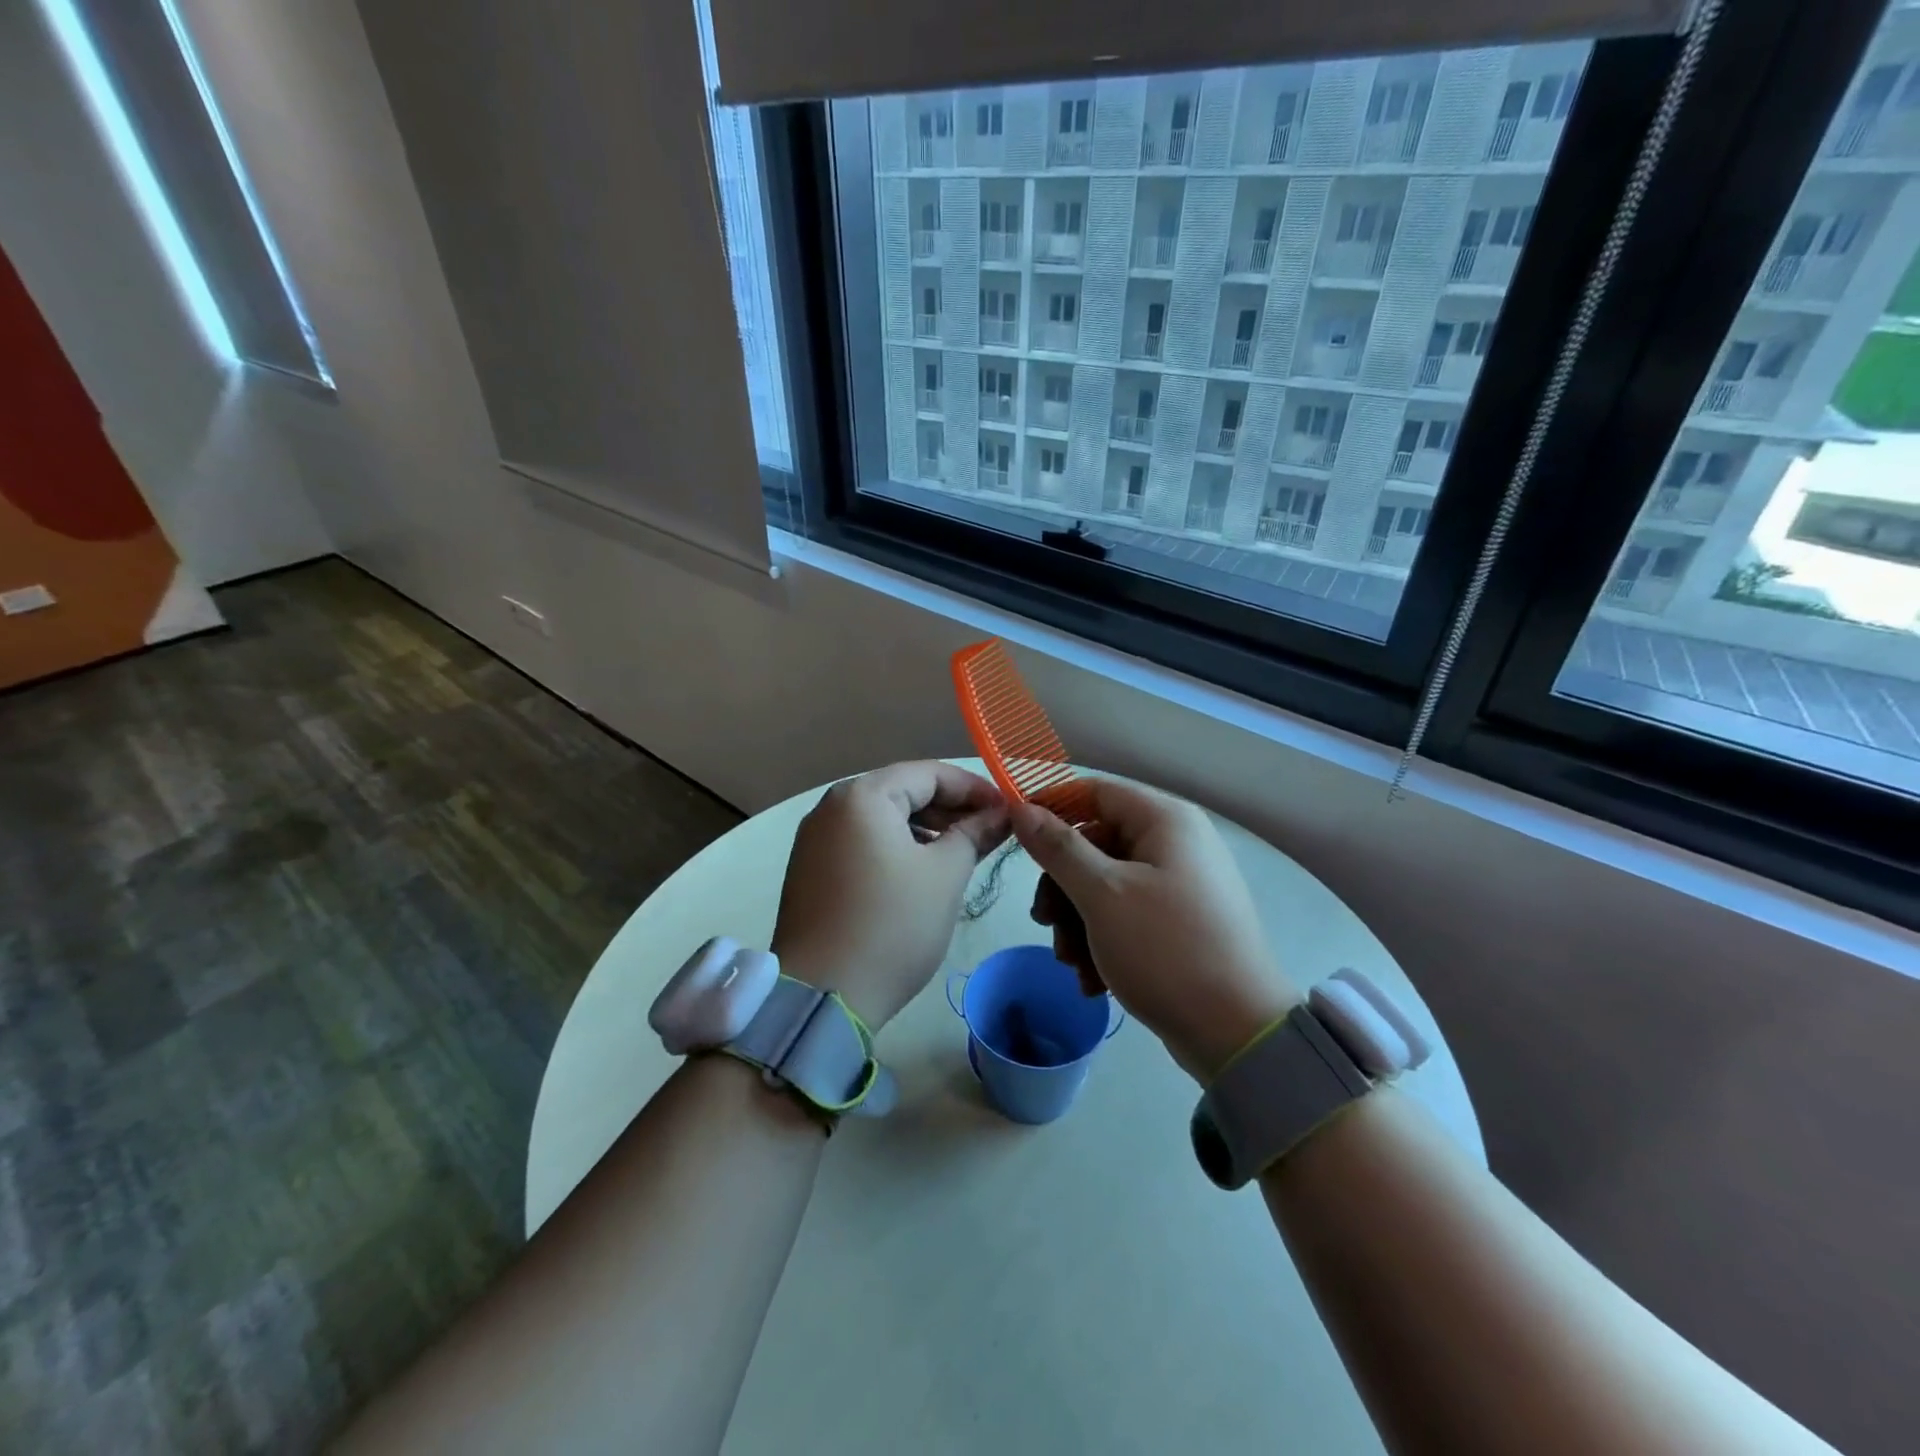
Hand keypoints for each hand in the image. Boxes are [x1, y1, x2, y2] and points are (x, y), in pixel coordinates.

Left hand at [772, 762, 1009, 1030]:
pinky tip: (921, 871)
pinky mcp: (810, 870)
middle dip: (950, 808)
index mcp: (862, 796)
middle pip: (902, 791)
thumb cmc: (892, 925)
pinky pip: (862, 843)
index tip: (1008, 810)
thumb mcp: (945, 875)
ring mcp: (815, 839)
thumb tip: (1001, 815)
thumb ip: (975, 834)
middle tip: (990, 832)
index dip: (974, 788)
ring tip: (961, 852)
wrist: (822, 997)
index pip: (929, 773)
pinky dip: (896, 848)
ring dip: (925, 829)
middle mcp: (831, 807)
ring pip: (882, 819)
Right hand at [1011, 780, 1300, 1082]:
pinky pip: (1128, 914)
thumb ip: (1058, 847)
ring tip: (1072, 963)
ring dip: (1078, 922)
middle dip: (1063, 887)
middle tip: (1044, 923)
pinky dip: (1103, 940)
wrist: (1237, 1034)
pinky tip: (1093, 980)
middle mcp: (1176, 843)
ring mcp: (1181, 884)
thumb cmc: (1166, 949)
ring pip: (1106, 884)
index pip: (1094, 792)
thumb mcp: (1102, 894)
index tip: (1014, 834)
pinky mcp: (1180, 922)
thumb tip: (1021, 806)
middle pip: (1096, 844)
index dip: (1051, 807)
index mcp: (1164, 820)